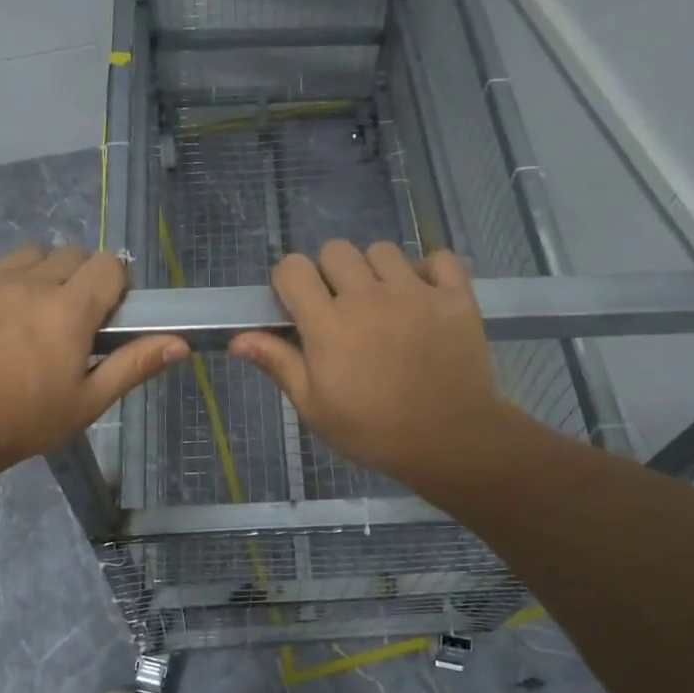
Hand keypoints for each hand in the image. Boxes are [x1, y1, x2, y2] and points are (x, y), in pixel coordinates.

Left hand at [0, 245, 184, 473]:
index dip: (115, 284)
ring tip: (31, 312)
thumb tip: (182, 343)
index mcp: (68, 310)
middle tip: (70, 318)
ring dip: (41, 274)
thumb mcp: (88, 401)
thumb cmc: (26, 420)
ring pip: (30, 254)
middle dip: (79, 278)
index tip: (107, 312)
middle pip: (71, 253)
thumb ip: (135, 364)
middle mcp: (30, 283)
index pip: (108, 264)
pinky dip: (2, 283)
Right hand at [231, 240, 504, 492]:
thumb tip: (238, 339)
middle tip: (341, 307)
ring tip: (384, 303)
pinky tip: (423, 296)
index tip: (298, 306)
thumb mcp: (315, 408)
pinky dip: (429, 270)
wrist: (451, 442)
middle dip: (330, 273)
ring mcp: (416, 293)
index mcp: (329, 325)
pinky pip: (438, 258)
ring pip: (383, 251)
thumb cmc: (374, 431)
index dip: (290, 282)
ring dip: (376, 271)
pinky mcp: (456, 296)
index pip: (293, 268)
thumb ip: (279, 364)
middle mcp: (369, 297)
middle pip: (336, 250)